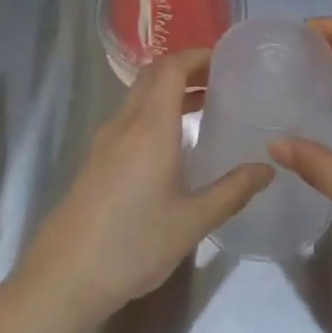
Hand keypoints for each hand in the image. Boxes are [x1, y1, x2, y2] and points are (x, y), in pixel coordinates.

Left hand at [13, 50, 272, 329]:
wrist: (64, 277)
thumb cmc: (133, 245)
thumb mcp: (192, 222)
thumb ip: (232, 191)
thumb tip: (267, 169)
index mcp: (150, 128)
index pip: (171, 69)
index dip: (197, 55)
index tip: (226, 60)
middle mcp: (124, 124)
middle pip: (152, 76)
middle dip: (185, 68)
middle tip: (220, 79)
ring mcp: (104, 141)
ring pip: (138, 97)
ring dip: (168, 91)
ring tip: (203, 105)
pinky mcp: (95, 160)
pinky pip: (128, 118)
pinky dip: (153, 112)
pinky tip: (171, 142)